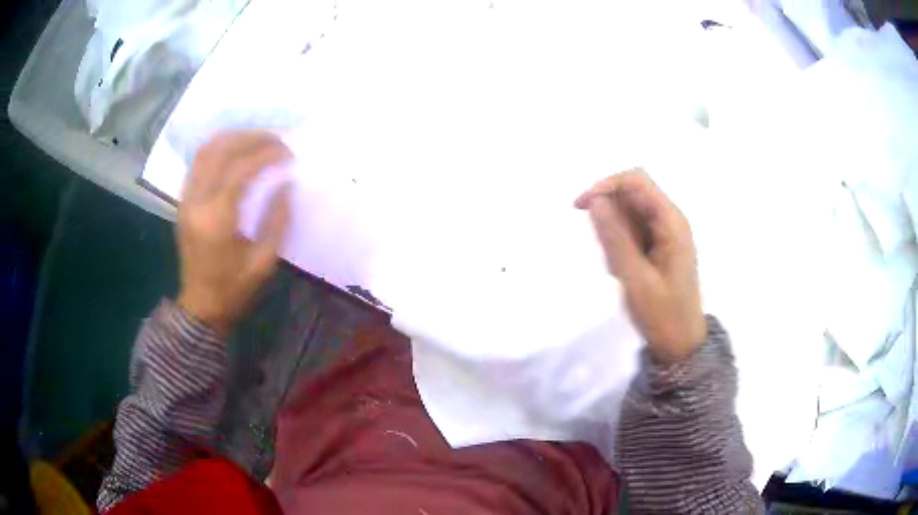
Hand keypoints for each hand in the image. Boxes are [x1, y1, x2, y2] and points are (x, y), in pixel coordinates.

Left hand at [176, 130, 292, 333]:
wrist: (201, 306)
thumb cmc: (234, 289)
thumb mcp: (264, 261)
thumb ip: (277, 219)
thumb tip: (286, 183)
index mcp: (217, 220)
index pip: (241, 170)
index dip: (267, 155)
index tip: (288, 153)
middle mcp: (197, 203)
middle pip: (220, 151)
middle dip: (251, 138)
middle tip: (275, 139)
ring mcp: (186, 200)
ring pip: (205, 151)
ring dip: (233, 138)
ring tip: (257, 139)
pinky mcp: (183, 201)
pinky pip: (198, 163)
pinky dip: (218, 149)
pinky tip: (235, 151)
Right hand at [575, 169, 705, 361]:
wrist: (680, 343)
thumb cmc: (662, 314)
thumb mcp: (636, 278)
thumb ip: (615, 238)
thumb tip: (595, 201)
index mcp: (671, 223)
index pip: (636, 181)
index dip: (607, 185)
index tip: (582, 206)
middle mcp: (670, 220)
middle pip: (632, 194)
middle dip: (609, 212)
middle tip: (601, 248)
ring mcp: (665, 232)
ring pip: (630, 213)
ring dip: (614, 231)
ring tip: (617, 267)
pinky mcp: (658, 244)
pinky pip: (633, 230)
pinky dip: (620, 243)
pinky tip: (623, 268)